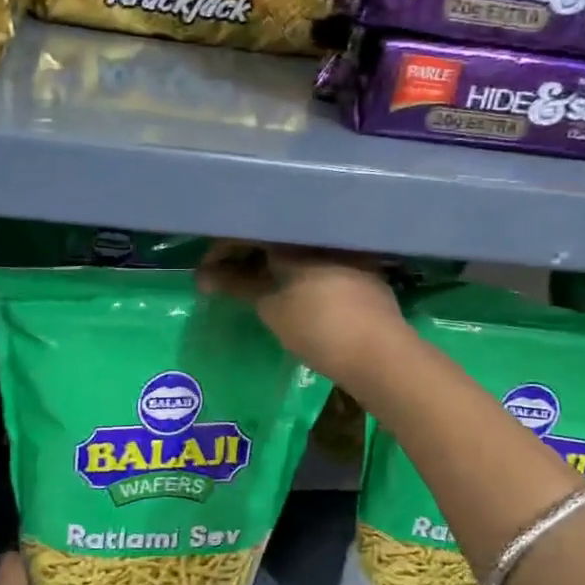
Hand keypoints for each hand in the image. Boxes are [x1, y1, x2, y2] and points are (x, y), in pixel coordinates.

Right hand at [198, 241, 409, 389]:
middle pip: (273, 237)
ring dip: (269, 265)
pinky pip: (315, 262)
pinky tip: (284, 288)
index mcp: (297, 235)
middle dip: (245, 256)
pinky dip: (293, 272)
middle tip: (222, 278)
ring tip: (248, 286)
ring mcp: (346, 251)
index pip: (250, 230)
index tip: (206, 271)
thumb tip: (203, 276)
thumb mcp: (271, 307)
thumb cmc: (318, 326)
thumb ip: (237, 285)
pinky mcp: (361, 271)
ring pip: (295, 250)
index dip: (222, 249)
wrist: (381, 354)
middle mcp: (322, 234)